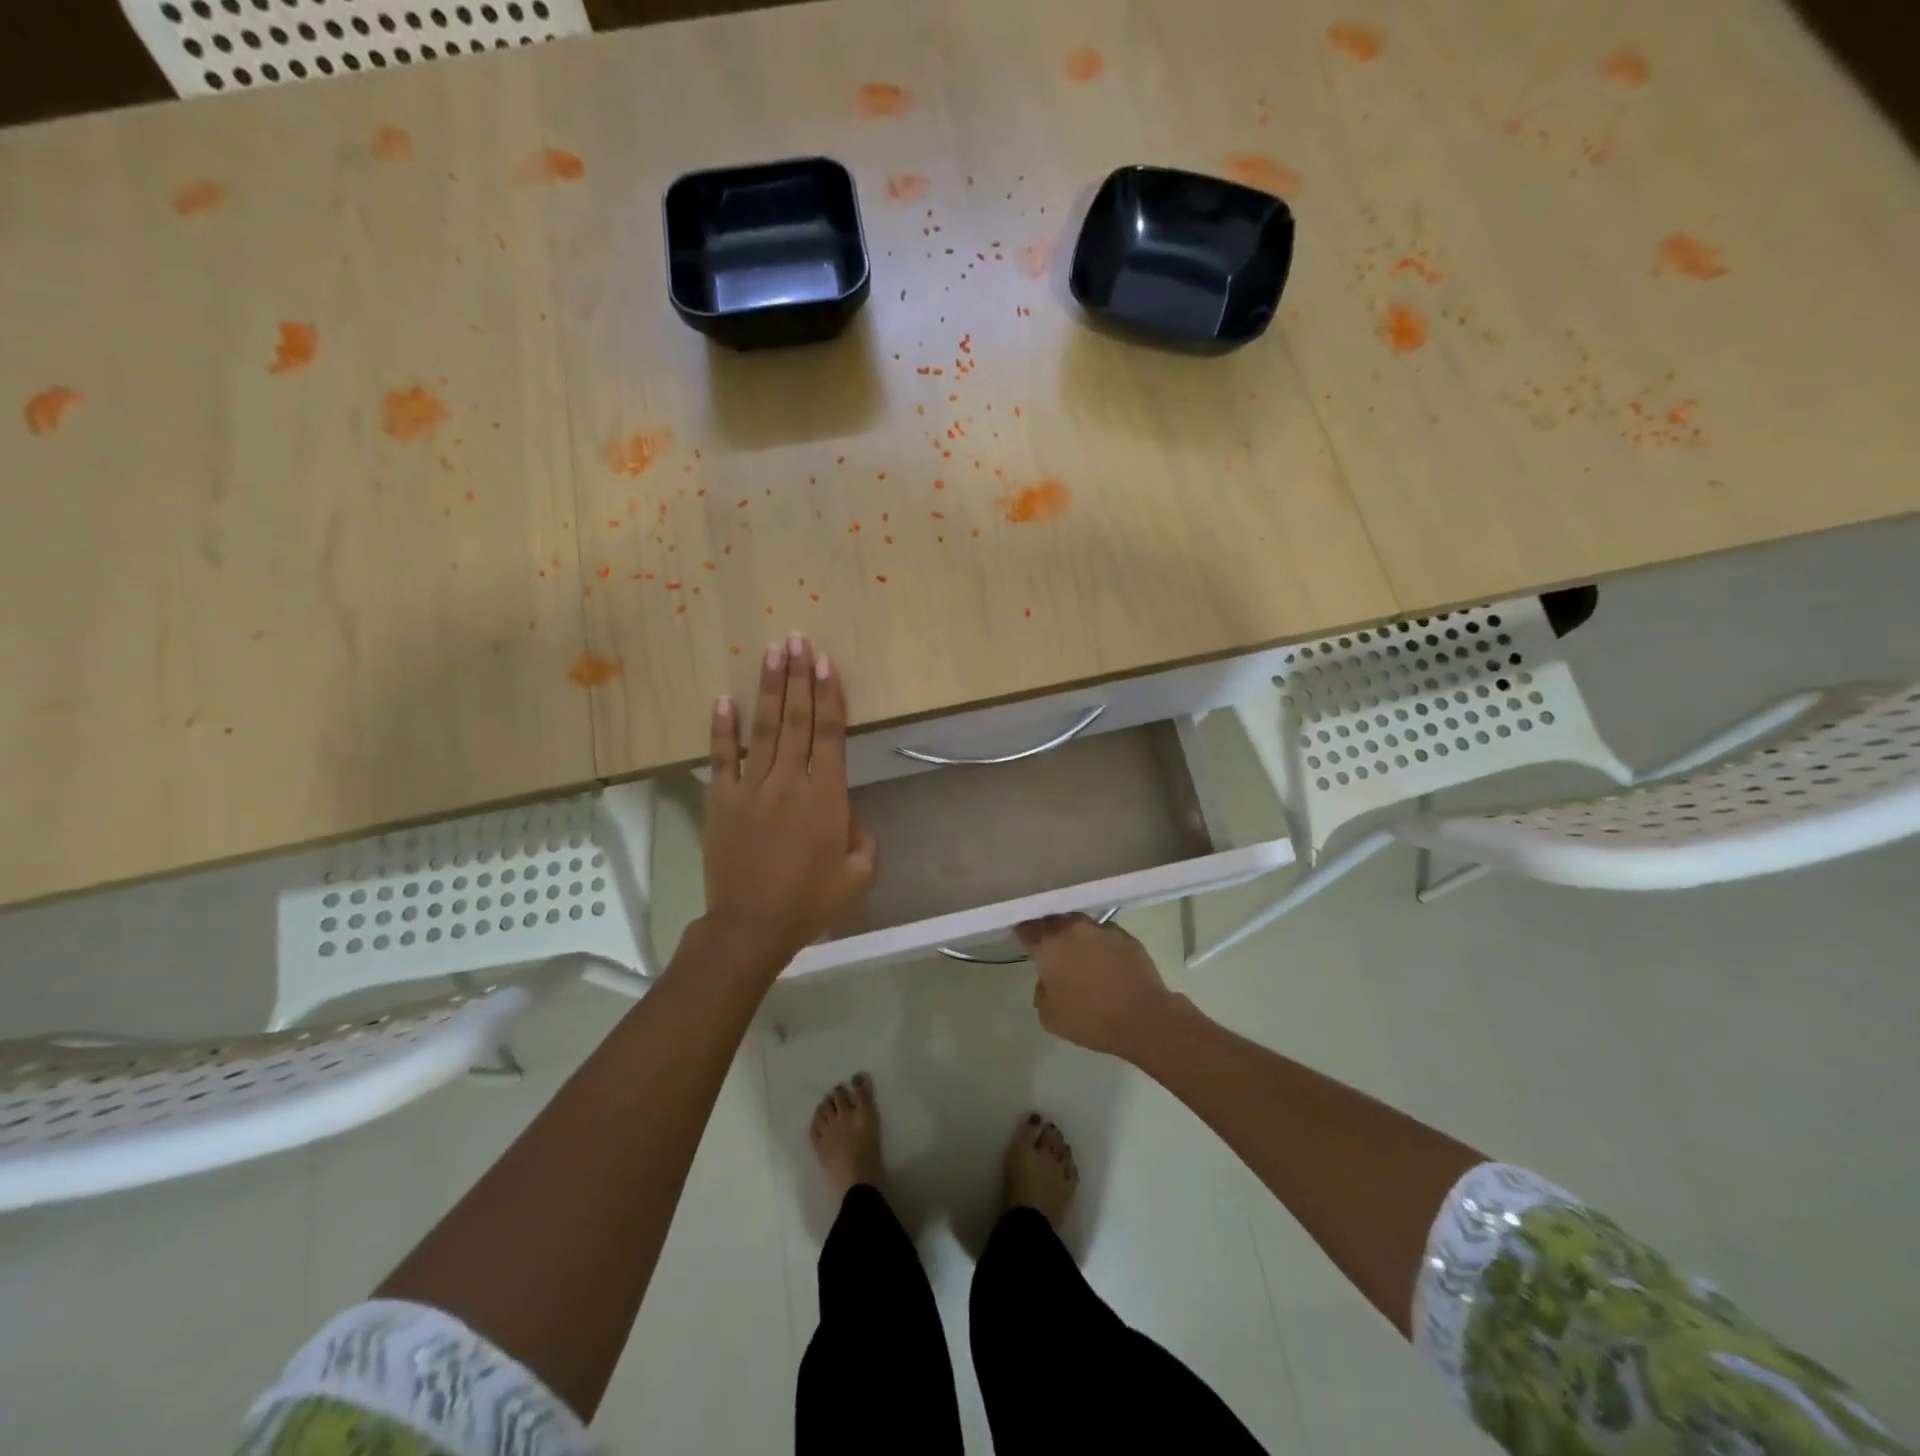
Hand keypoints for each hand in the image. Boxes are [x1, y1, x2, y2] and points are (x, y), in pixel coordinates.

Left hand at [703, 634, 876, 972]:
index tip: (826, 663)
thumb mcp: (858, 875)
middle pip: (797, 720)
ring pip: (763, 729)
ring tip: (772, 652)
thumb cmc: (809, 902)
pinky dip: (722, 728)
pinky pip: (722, 757)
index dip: (830, 695)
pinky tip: (724, 699)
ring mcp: (751, 788)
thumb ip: (863, 838)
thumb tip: (848, 815)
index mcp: (826, 797)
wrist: (751, 926)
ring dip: (769, 688)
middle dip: (799, 677)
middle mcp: (789, 782)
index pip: (830, 734)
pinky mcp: (721, 800)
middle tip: (798, 640)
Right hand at [1016, 914, 1175, 1058]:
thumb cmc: (1091, 1019)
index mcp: (1049, 945)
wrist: (1143, 1017)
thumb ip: (1041, 991)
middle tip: (1050, 948)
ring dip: (1074, 934)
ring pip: (1079, 923)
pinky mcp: (1125, 935)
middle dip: (1048, 930)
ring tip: (1078, 953)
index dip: (1023, 933)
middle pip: (1053, 919)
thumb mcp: (1050, 1017)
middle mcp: (1072, 929)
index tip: (1024, 942)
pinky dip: (1098, 943)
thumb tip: (1047, 980)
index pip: (1026, 928)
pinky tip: (1104, 960)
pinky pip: (1103, 933)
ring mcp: (1101, 928)